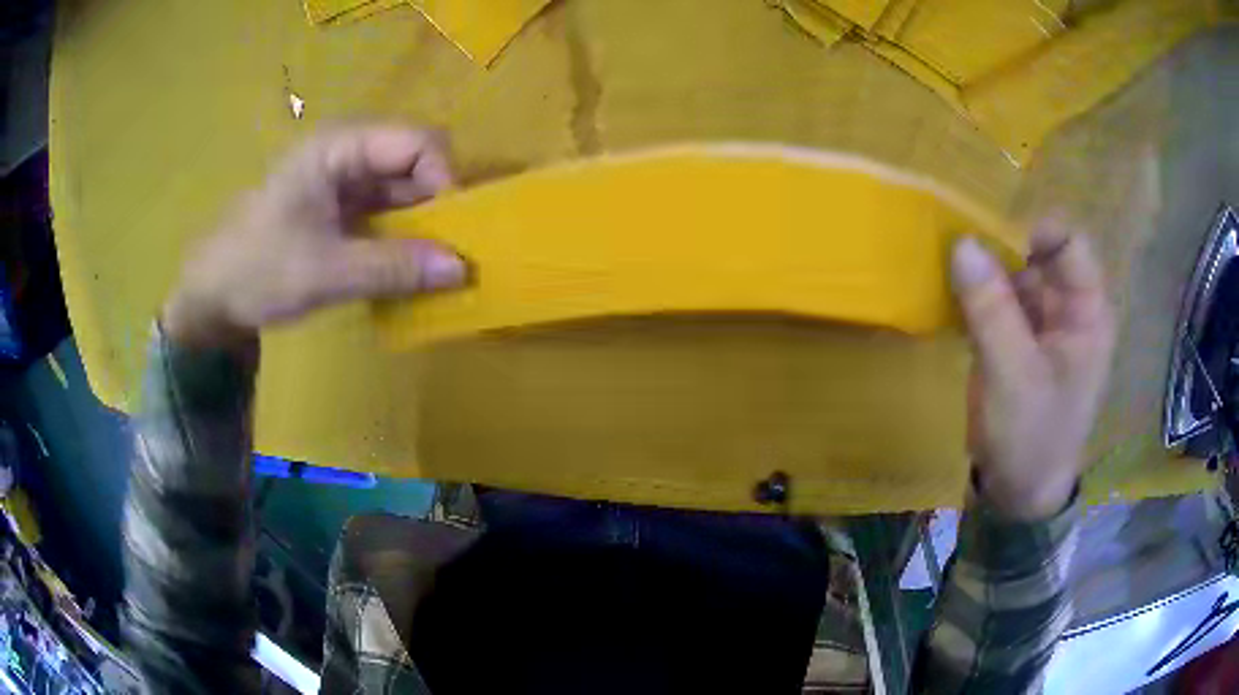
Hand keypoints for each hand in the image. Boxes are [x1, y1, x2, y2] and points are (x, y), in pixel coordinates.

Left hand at [164, 125, 467, 348]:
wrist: (210, 297)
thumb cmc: (257, 271)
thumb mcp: (325, 272)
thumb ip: (393, 268)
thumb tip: (462, 269)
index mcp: (338, 147)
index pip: (416, 142)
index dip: (444, 179)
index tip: (454, 232)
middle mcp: (346, 153)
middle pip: (414, 162)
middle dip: (438, 204)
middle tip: (452, 253)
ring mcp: (342, 181)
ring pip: (403, 190)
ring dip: (423, 225)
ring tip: (437, 267)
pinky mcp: (340, 209)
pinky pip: (386, 213)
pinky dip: (402, 239)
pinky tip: (410, 269)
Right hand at [951, 220, 1115, 519]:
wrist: (1017, 493)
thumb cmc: (1031, 438)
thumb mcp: (1013, 375)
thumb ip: (991, 308)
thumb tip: (961, 241)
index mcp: (1087, 312)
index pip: (1069, 243)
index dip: (1034, 229)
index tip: (988, 229)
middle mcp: (1067, 307)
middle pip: (1038, 252)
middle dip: (1001, 241)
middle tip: (956, 234)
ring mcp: (1040, 322)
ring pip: (1013, 271)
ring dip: (983, 264)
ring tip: (945, 254)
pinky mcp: (1015, 337)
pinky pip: (996, 297)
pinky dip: (974, 288)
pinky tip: (948, 285)